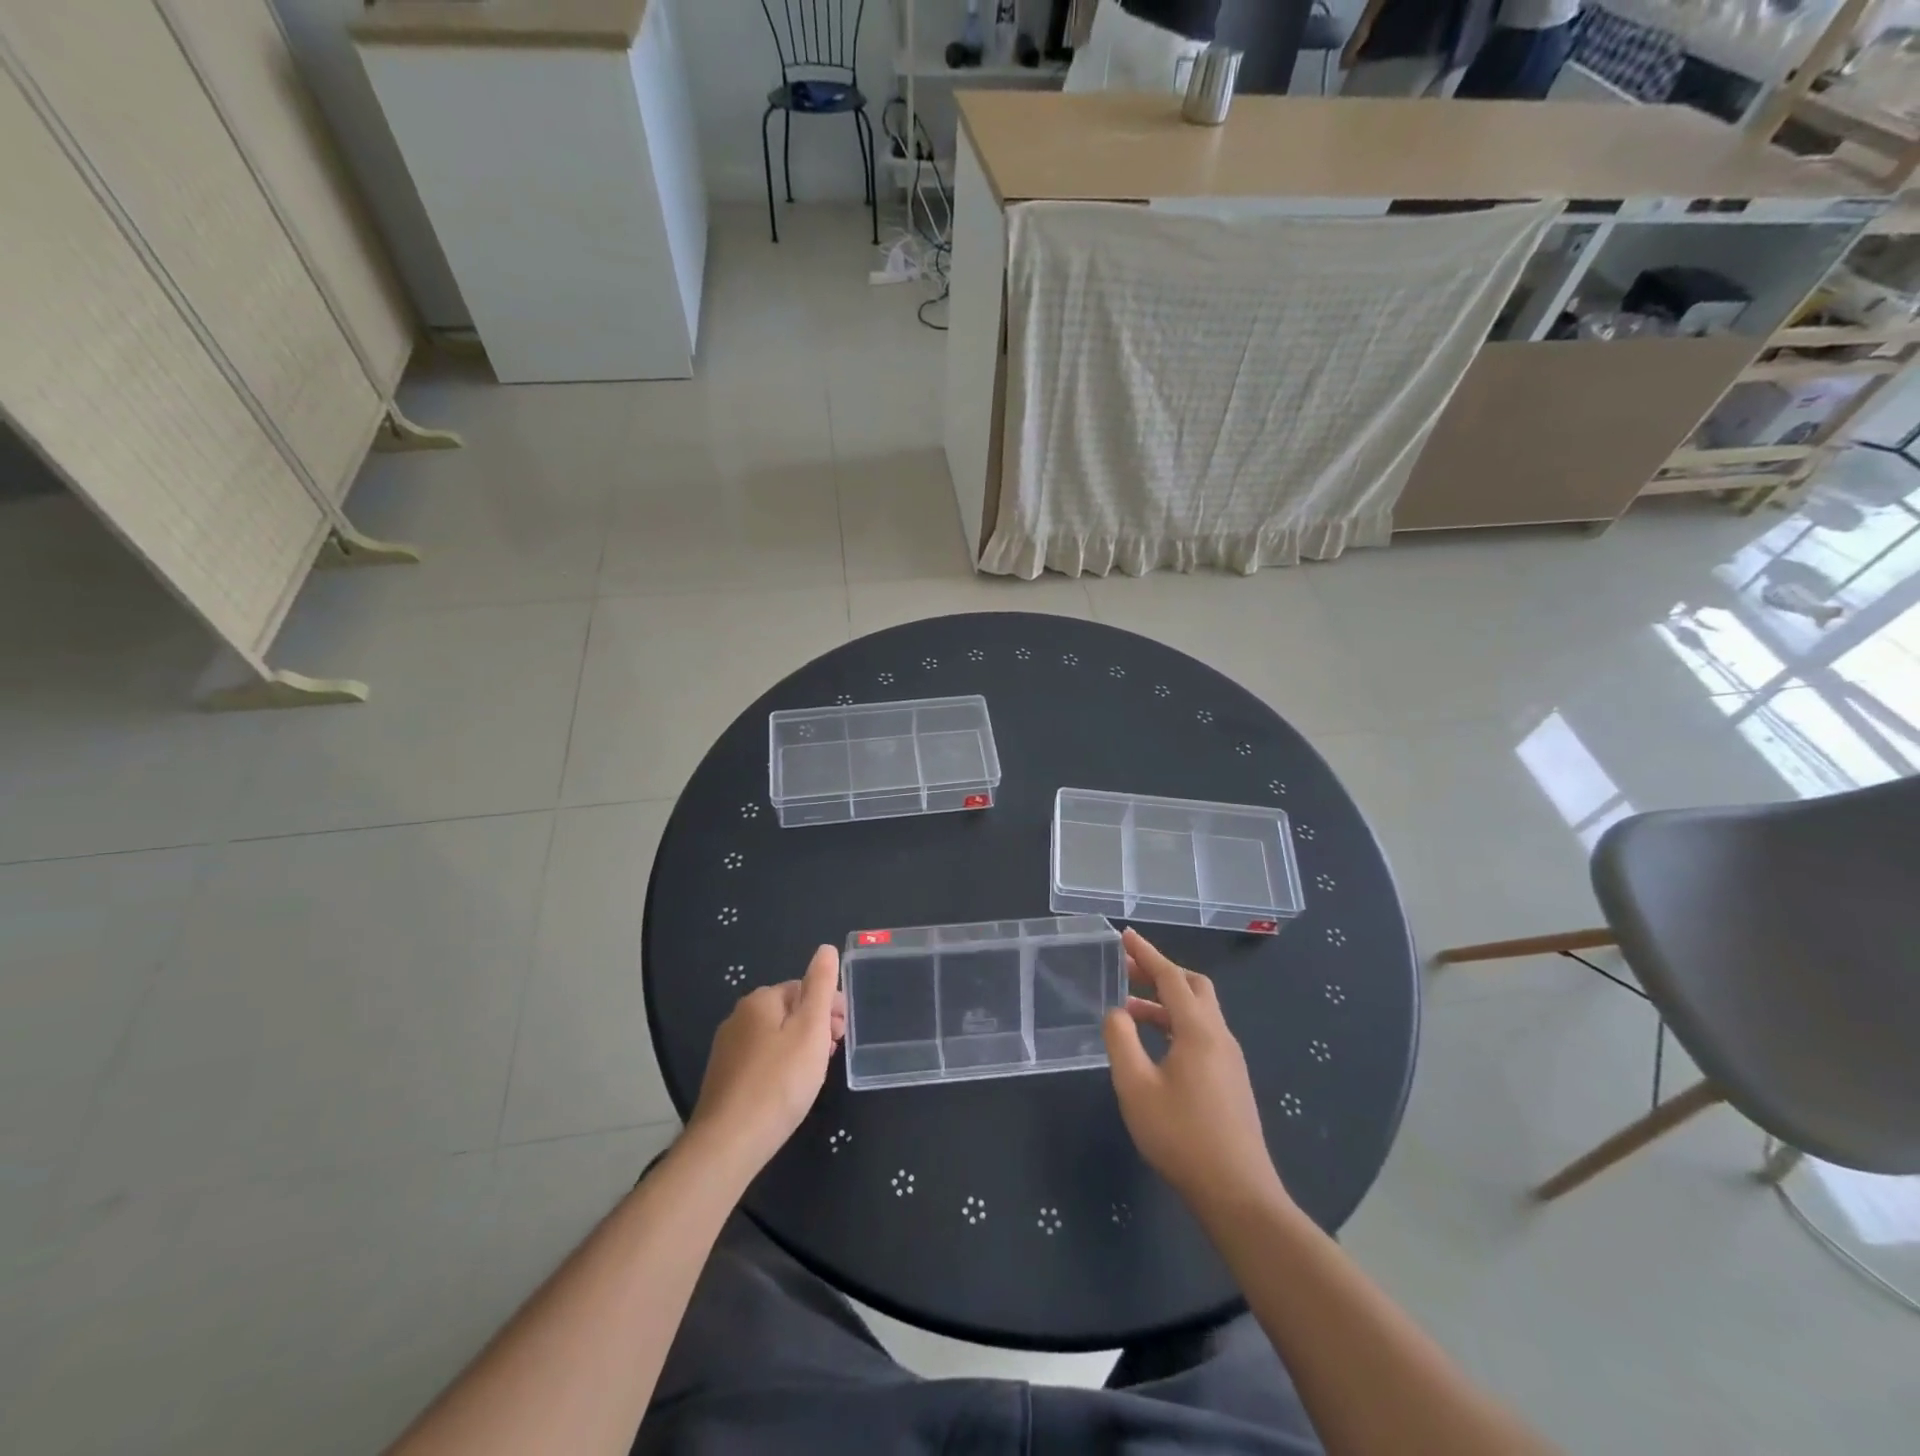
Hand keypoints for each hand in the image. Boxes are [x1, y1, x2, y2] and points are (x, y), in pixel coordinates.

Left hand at [688, 945, 845, 1174]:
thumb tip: (825, 948)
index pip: (803, 988)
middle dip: (816, 1024)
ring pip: (775, 1036)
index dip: (829, 1005)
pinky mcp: (724, 1078)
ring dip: (801, 1045)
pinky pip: (762, 1059)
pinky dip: (782, 1064)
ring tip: (818, 1070)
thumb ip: (820, 985)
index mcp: (760, 1000)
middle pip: (788, 1011)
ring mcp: (727, 1049)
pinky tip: (791, 1088)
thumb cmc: (779, 1081)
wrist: (729, 1143)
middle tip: (837, 1050)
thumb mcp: (811, 1029)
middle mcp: (739, 1018)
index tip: (847, 1030)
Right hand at [1104, 928, 1286, 1212]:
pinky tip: (1154, 1046)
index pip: (1171, 977)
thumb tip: (1116, 1012)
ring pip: (1198, 1012)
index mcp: (1199, 1031)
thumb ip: (1121, 1041)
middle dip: (1160, 972)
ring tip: (1128, 1010)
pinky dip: (1175, 1024)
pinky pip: (1202, 1034)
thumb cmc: (1181, 1137)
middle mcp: (1220, 1036)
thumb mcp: (1136, 1087)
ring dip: (1165, 1002)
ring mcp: (1230, 1059)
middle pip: (1193, 987)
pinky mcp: (1231, 1080)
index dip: (1147, 953)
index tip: (1125, 935)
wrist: (1237, 1194)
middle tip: (1127, 969)